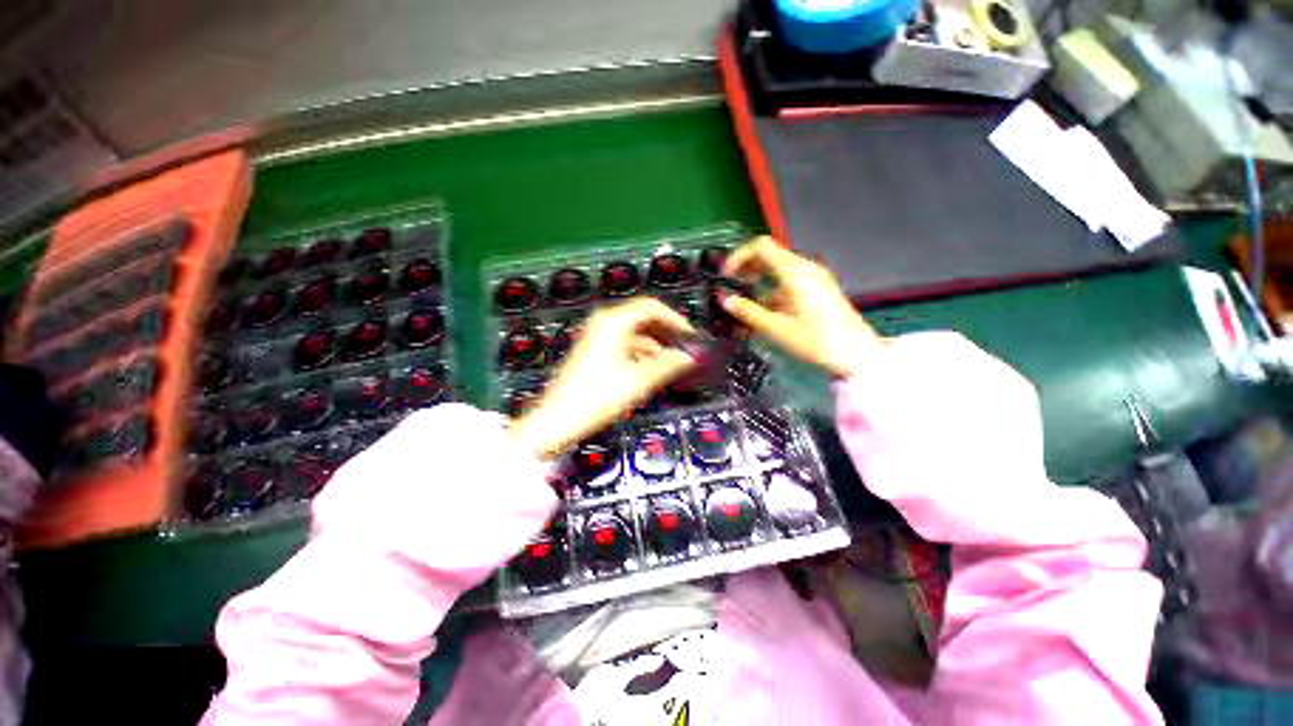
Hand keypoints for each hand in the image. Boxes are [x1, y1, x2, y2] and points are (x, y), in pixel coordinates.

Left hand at [510, 297, 695, 458]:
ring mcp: (597, 337)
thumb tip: (688, 358)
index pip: (651, 307)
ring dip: (655, 346)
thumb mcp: (638, 381)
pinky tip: (652, 370)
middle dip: (666, 333)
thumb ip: (667, 365)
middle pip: (643, 319)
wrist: (557, 419)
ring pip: (635, 333)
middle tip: (685, 349)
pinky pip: (625, 345)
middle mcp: (604, 323)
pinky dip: (641, 354)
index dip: (675, 319)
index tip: (690, 335)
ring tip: (672, 364)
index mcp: (613, 322)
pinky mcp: (595, 351)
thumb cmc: (597, 398)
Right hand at [720, 236, 880, 377]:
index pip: (761, 246)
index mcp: (794, 271)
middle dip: (746, 267)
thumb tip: (724, 299)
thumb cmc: (815, 340)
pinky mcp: (818, 288)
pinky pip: (789, 278)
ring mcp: (813, 277)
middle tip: (731, 285)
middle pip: (770, 254)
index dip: (739, 256)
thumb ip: (747, 311)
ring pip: (779, 267)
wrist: (856, 354)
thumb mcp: (776, 328)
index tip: (726, 275)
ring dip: (758, 277)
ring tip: (743, 296)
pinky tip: (764, 306)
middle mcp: (805, 267)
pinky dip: (772, 286)